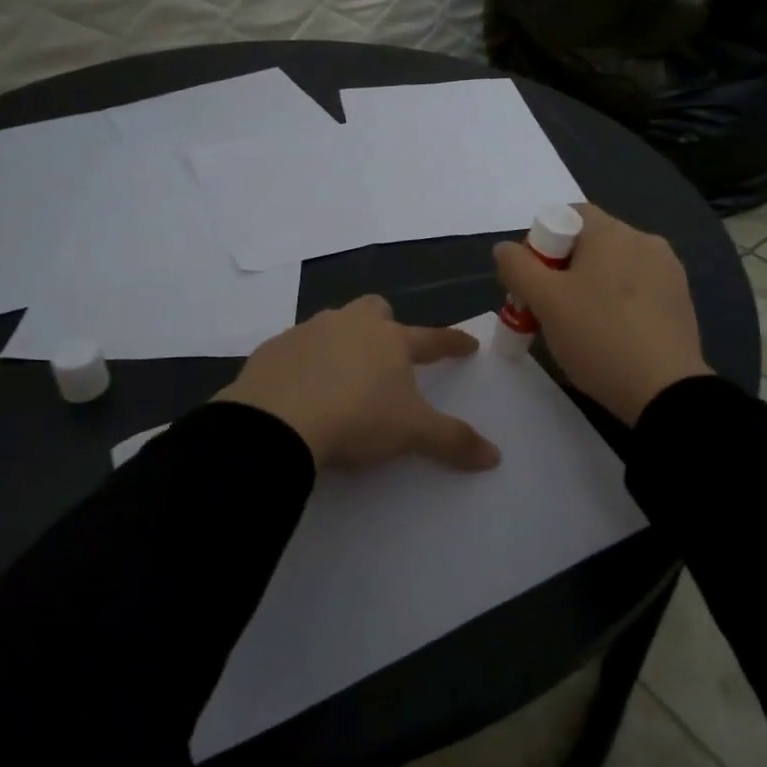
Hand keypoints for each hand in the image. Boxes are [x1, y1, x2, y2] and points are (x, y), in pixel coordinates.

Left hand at [214, 296, 501, 472]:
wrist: (277, 421)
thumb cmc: (357, 418)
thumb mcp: (411, 433)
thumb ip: (453, 441)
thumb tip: (494, 456)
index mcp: (390, 340)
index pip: (432, 339)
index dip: (452, 343)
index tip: (469, 345)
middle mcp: (350, 325)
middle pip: (375, 310)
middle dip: (385, 324)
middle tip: (388, 351)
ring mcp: (308, 333)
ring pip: (332, 325)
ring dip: (342, 342)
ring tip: (343, 375)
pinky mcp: (272, 349)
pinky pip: (295, 349)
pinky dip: (304, 363)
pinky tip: (302, 389)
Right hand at [493, 204, 711, 424]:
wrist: (664, 390)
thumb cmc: (598, 336)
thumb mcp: (545, 301)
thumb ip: (518, 268)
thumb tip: (505, 248)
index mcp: (612, 232)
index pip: (568, 215)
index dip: (542, 241)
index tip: (533, 280)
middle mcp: (645, 241)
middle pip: (591, 243)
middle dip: (563, 269)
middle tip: (548, 308)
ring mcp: (668, 271)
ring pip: (615, 268)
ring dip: (591, 287)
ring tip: (578, 327)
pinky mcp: (681, 301)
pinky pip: (638, 290)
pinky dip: (618, 304)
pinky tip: (610, 336)